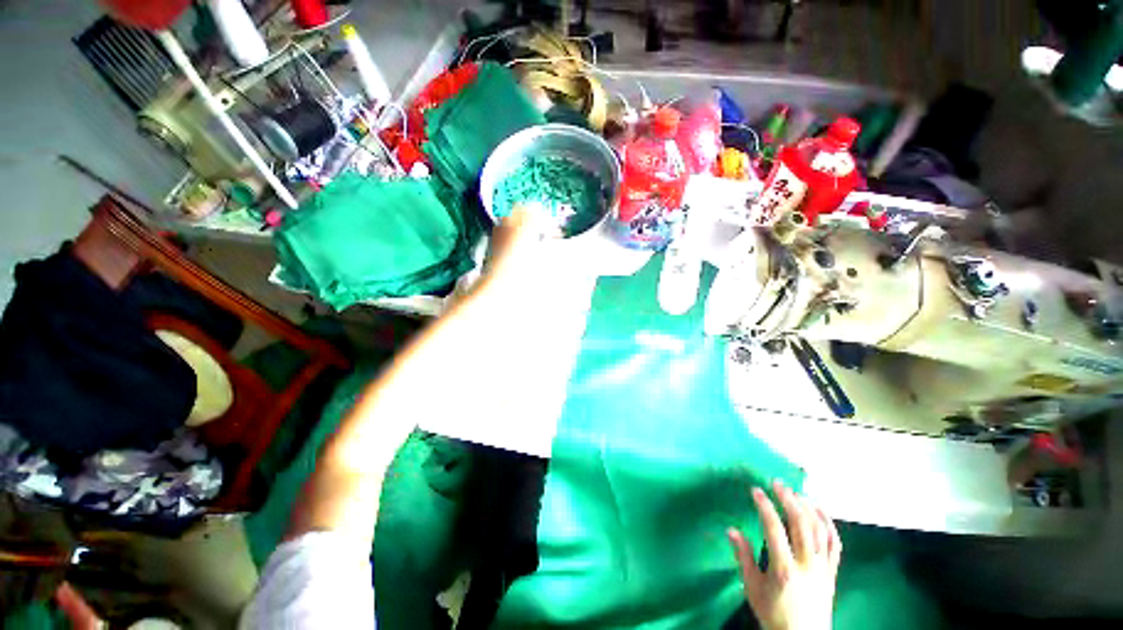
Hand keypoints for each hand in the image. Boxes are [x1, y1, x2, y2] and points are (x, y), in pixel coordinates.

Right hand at [727, 481, 840, 629]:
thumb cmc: (773, 613)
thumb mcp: (752, 588)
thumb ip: (743, 557)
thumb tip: (730, 529)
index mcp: (784, 570)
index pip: (774, 530)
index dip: (765, 507)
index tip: (756, 491)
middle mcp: (807, 566)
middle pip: (801, 526)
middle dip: (789, 501)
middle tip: (778, 484)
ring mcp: (823, 568)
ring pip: (820, 531)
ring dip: (808, 508)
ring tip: (796, 492)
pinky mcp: (832, 572)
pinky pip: (834, 544)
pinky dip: (828, 523)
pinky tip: (819, 509)